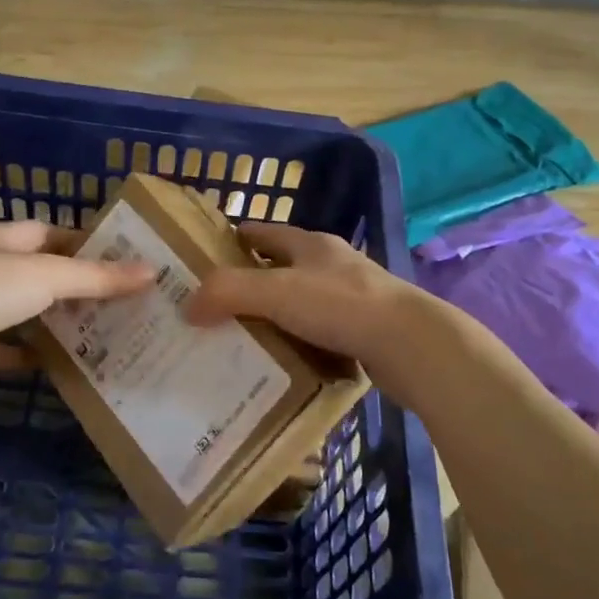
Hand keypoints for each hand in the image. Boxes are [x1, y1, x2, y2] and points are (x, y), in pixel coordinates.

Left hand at [0, 221, 152, 397]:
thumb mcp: (50, 275)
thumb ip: (98, 276)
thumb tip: (151, 271)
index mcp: (1, 239)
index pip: (49, 232)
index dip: (83, 242)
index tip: (119, 258)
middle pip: (38, 273)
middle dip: (74, 285)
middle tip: (118, 300)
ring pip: (24, 312)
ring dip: (54, 320)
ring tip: (100, 330)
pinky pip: (8, 350)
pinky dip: (32, 355)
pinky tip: (64, 365)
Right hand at [184, 222, 429, 390]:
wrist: (412, 345)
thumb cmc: (341, 305)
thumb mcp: (276, 292)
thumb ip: (227, 292)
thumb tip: (187, 306)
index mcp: (310, 244)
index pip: (261, 233)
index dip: (230, 242)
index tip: (199, 261)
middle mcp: (330, 264)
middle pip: (279, 269)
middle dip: (247, 285)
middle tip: (211, 309)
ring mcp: (350, 297)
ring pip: (298, 303)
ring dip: (272, 318)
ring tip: (237, 341)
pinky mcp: (363, 330)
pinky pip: (317, 333)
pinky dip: (296, 344)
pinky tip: (279, 364)